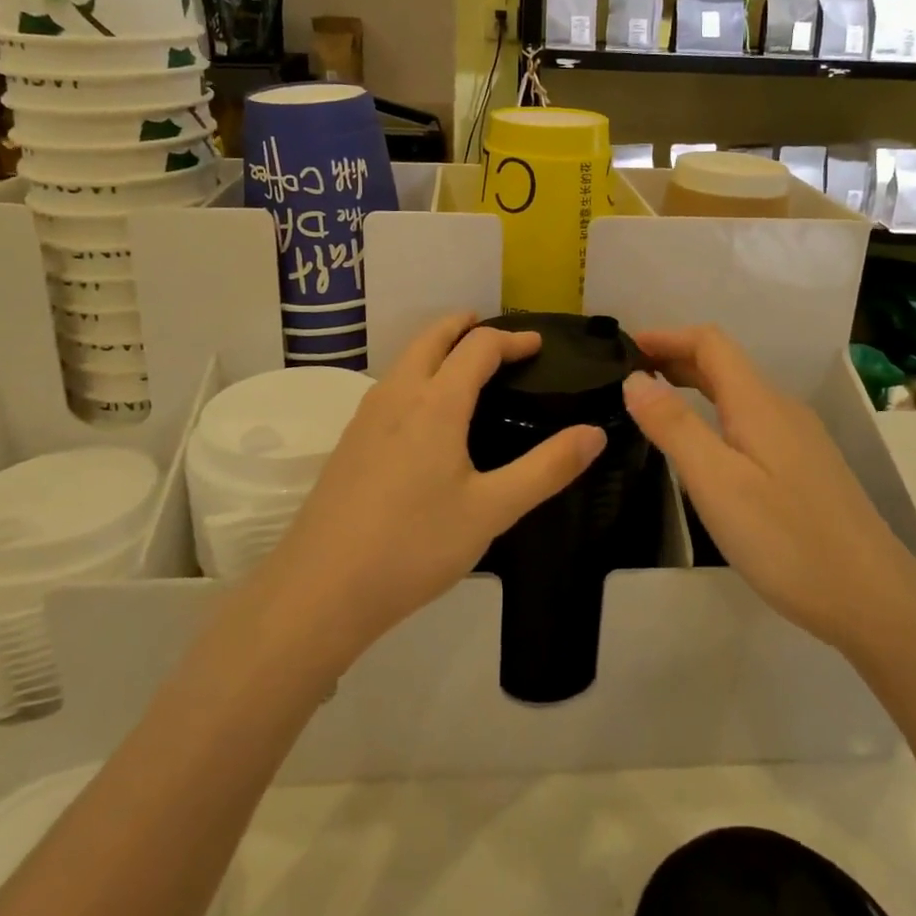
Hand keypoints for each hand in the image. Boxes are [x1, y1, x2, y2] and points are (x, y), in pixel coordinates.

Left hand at [259, 313, 605, 662]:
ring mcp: (366, 418)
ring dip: (436, 348)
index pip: (477, 348)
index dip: (511, 339)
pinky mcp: (348, 443)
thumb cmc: (414, 545)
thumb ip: (546, 468)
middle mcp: (397, 396)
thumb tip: (594, 433)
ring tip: (463, 364)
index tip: (537, 345)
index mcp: (435, 403)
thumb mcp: (492, 510)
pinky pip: (389, 387)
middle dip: (463, 326)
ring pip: (404, 361)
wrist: (321, 589)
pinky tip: (425, 414)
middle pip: (431, 338)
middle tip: (492, 331)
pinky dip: (416, 374)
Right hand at [622, 326, 915, 651]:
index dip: (667, 336)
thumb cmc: (787, 539)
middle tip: (629, 375)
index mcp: (758, 402)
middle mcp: (781, 409)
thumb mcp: (716, 482)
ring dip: (694, 386)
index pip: (710, 343)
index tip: (625, 346)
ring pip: (738, 394)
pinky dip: (714, 413)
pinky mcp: (804, 467)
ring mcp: (798, 438)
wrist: (874, 600)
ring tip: (654, 403)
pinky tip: (704, 445)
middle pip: (724, 364)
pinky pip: (750, 421)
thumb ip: (674, 426)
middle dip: (675, 358)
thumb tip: (635, 378)